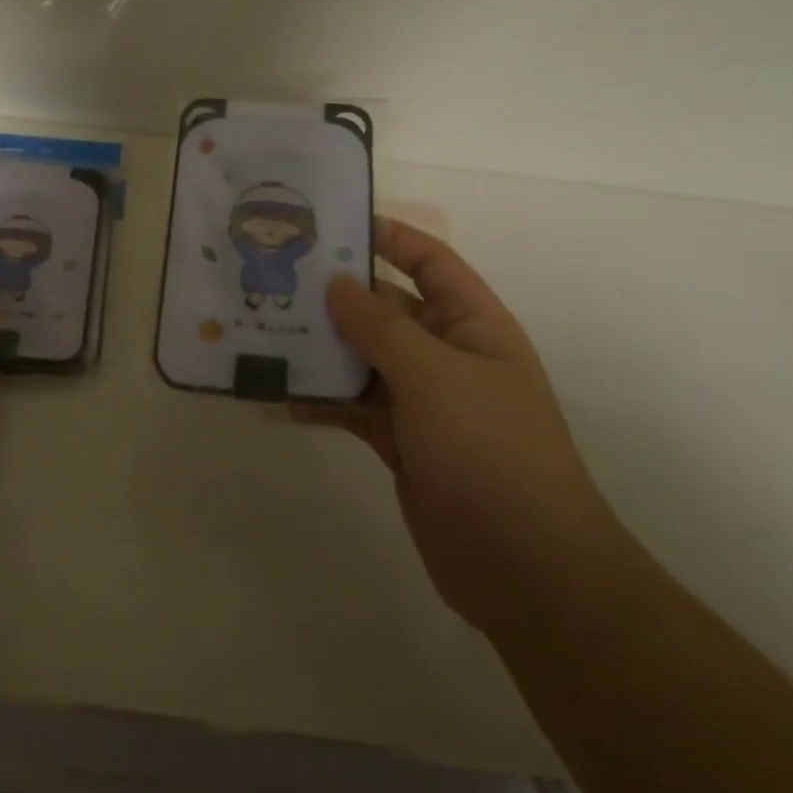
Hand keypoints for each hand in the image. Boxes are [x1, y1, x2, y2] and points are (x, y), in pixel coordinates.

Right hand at [303, 217, 618, 631]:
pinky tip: (284, 397)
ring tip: (268, 333)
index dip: (389, 237)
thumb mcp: (434, 375)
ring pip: (364, 359)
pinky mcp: (402, 442)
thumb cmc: (489, 450)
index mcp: (472, 324)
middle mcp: (448, 355)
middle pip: (386, 310)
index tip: (333, 224)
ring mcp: (424, 401)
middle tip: (278, 280)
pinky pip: (356, 406)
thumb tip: (335, 283)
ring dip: (323, 349)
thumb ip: (379, 326)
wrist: (524, 567)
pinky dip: (324, 400)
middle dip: (337, 297)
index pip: (430, 262)